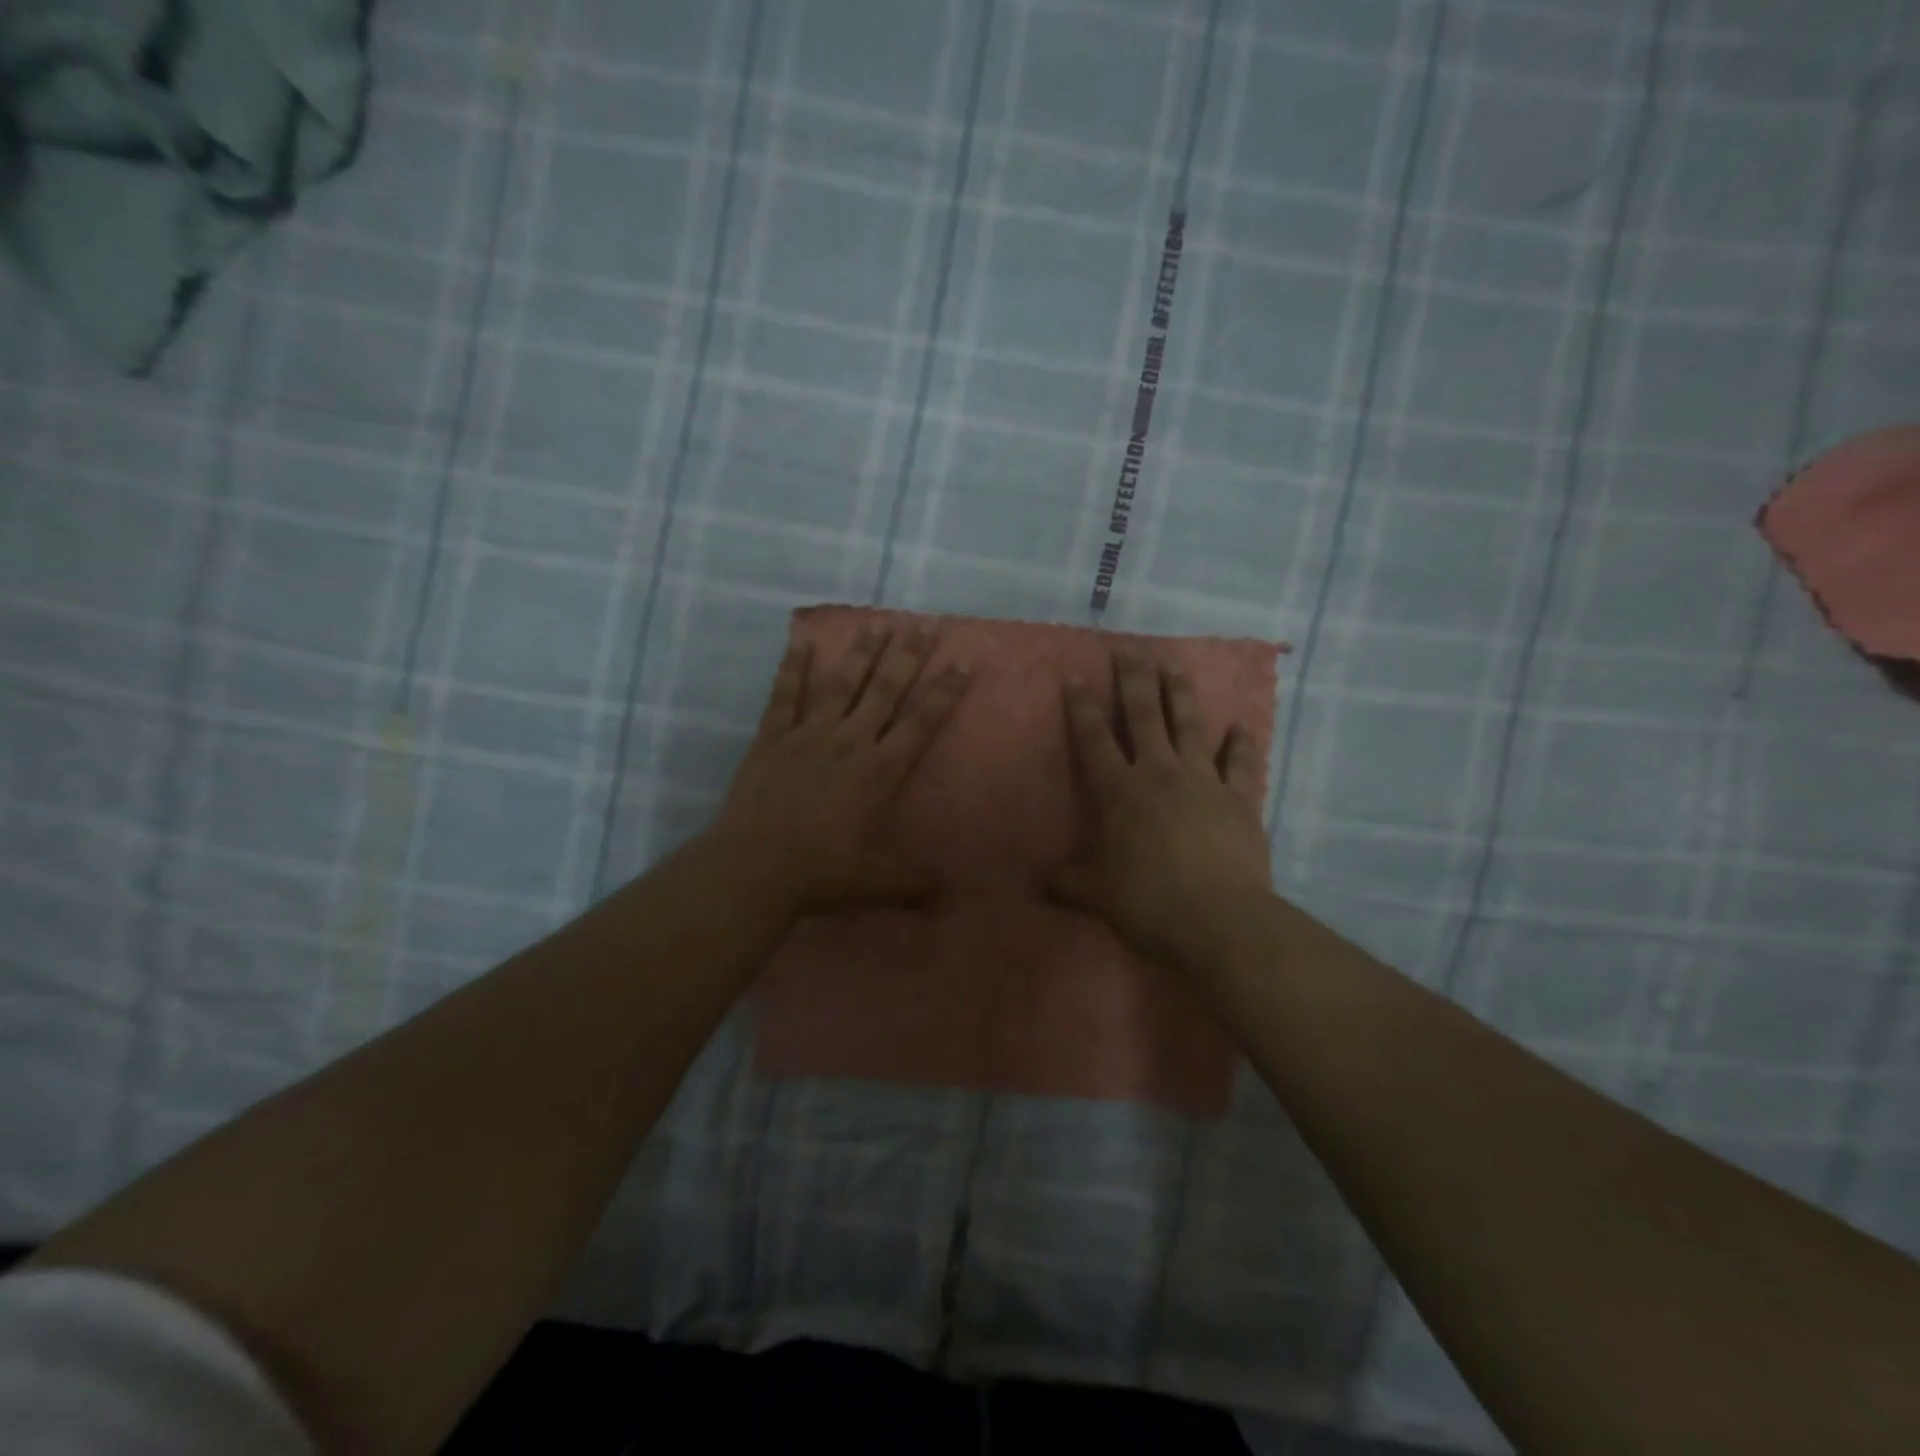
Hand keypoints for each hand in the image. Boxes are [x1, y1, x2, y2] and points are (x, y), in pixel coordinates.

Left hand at [706, 623, 971, 914]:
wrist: (754, 867)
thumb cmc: (821, 873)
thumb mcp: (878, 883)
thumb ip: (916, 883)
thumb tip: (953, 897)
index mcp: (880, 771)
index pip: (922, 721)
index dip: (945, 691)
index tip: (963, 661)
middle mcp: (850, 741)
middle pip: (885, 690)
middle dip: (908, 656)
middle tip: (924, 623)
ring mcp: (808, 735)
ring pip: (840, 683)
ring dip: (861, 652)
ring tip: (877, 623)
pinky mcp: (772, 738)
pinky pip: (785, 695)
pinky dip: (794, 668)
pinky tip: (802, 643)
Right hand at [1050, 654, 1272, 972]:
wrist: (1220, 921)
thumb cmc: (1149, 904)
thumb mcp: (1097, 896)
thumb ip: (1068, 883)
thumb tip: (1038, 883)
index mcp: (1120, 793)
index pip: (1094, 740)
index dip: (1082, 707)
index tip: (1076, 676)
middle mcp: (1160, 774)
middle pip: (1144, 716)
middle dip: (1133, 681)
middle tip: (1130, 650)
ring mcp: (1203, 781)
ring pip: (1190, 725)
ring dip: (1181, 694)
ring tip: (1174, 666)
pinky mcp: (1239, 798)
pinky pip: (1240, 762)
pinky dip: (1240, 743)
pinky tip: (1239, 726)